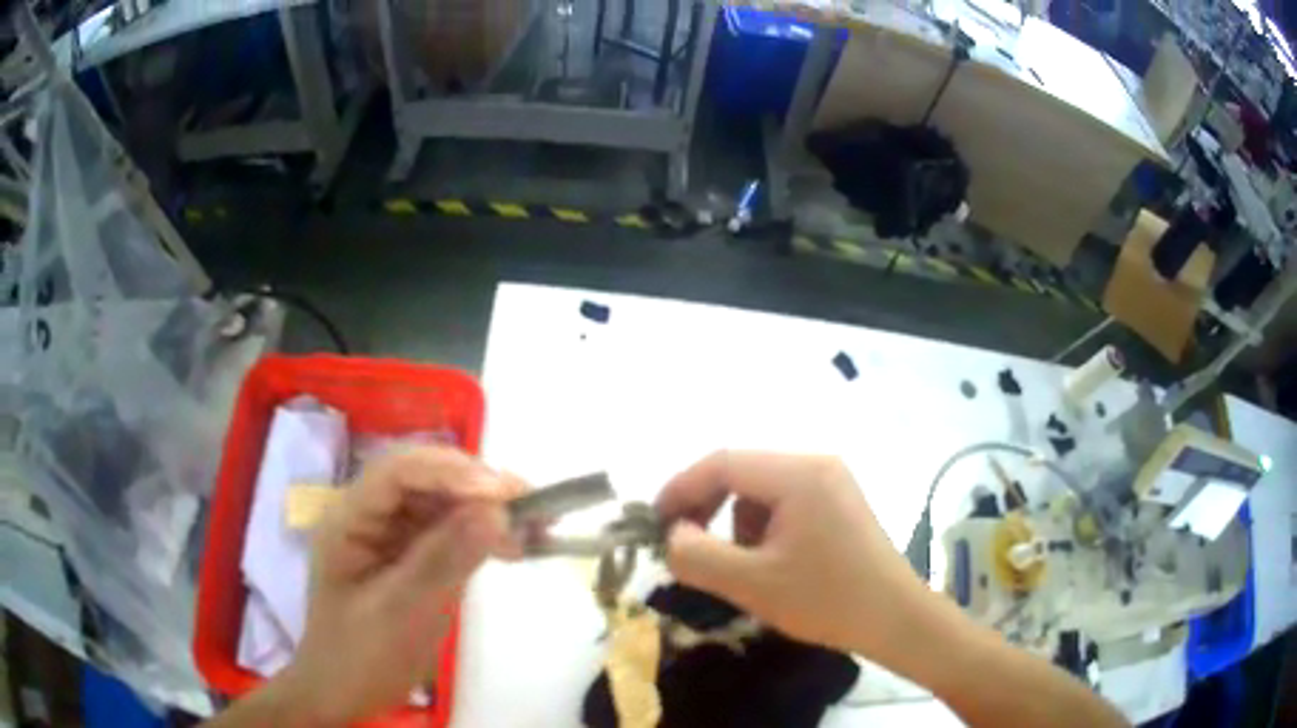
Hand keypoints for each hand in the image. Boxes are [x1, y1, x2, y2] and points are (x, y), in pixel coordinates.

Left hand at [276, 446, 524, 724]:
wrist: (343, 693)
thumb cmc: (361, 657)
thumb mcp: (402, 613)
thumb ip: (444, 560)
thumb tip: (497, 511)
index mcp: (348, 520)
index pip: (397, 473)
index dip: (449, 473)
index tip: (502, 493)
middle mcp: (367, 515)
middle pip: (422, 479)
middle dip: (475, 485)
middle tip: (530, 503)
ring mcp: (388, 535)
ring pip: (439, 502)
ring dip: (485, 509)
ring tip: (535, 525)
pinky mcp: (408, 555)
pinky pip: (446, 531)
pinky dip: (480, 534)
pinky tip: (512, 546)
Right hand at [655, 451, 934, 662]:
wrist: (893, 618)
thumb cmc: (826, 599)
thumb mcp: (752, 584)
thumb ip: (697, 556)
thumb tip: (671, 535)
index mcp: (798, 474)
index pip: (722, 463)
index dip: (681, 489)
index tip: (654, 523)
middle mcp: (816, 464)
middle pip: (742, 471)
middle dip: (707, 507)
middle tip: (685, 545)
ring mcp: (831, 480)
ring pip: (760, 489)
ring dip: (737, 522)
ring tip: (744, 566)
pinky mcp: (838, 501)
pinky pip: (784, 502)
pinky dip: (763, 528)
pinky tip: (774, 563)